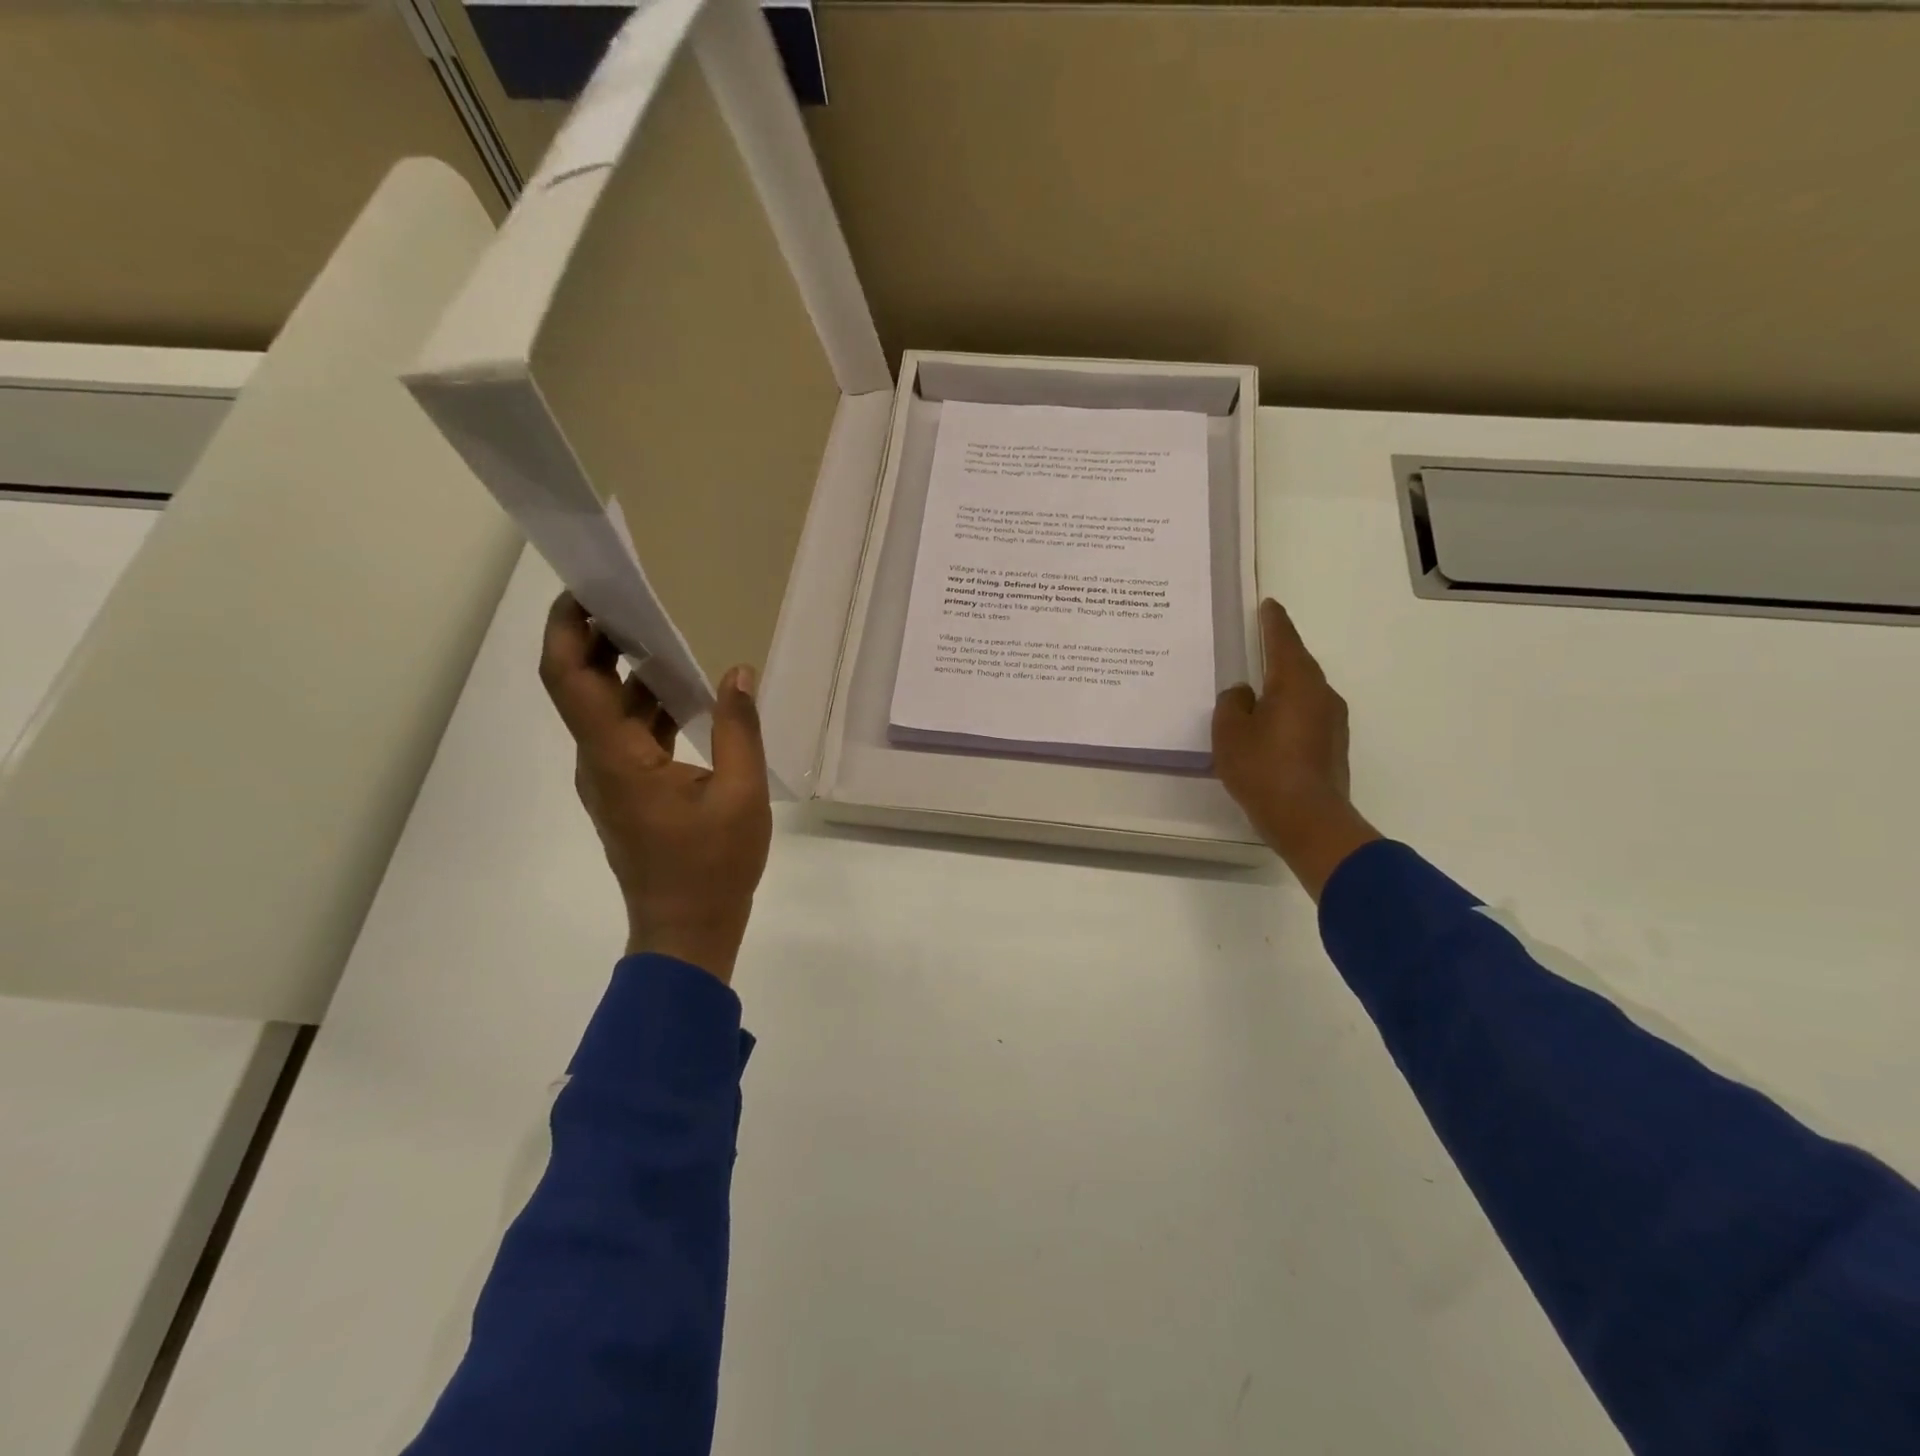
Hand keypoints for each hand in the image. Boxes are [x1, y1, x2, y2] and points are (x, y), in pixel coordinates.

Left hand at [539, 594, 772, 982]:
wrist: (686, 932)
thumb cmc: (712, 867)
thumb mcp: (741, 794)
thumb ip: (740, 729)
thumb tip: (738, 672)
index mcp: (617, 759)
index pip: (570, 678)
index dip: (568, 629)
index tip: (588, 589)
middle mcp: (599, 762)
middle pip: (580, 686)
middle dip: (596, 638)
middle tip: (632, 598)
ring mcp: (609, 779)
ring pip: (604, 711)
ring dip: (626, 671)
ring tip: (665, 634)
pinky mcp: (626, 792)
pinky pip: (626, 735)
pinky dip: (645, 705)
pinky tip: (685, 694)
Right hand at [1213, 598, 1380, 900]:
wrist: (1308, 819)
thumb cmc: (1263, 768)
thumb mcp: (1230, 732)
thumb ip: (1233, 703)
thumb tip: (1244, 694)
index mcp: (1296, 682)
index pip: (1283, 641)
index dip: (1273, 622)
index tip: (1269, 605)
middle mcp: (1321, 694)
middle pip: (1298, 664)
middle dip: (1279, 653)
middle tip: (1259, 643)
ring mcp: (1332, 721)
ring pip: (1304, 692)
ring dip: (1284, 686)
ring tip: (1259, 689)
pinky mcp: (1333, 746)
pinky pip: (1307, 715)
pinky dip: (1289, 711)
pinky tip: (1272, 725)